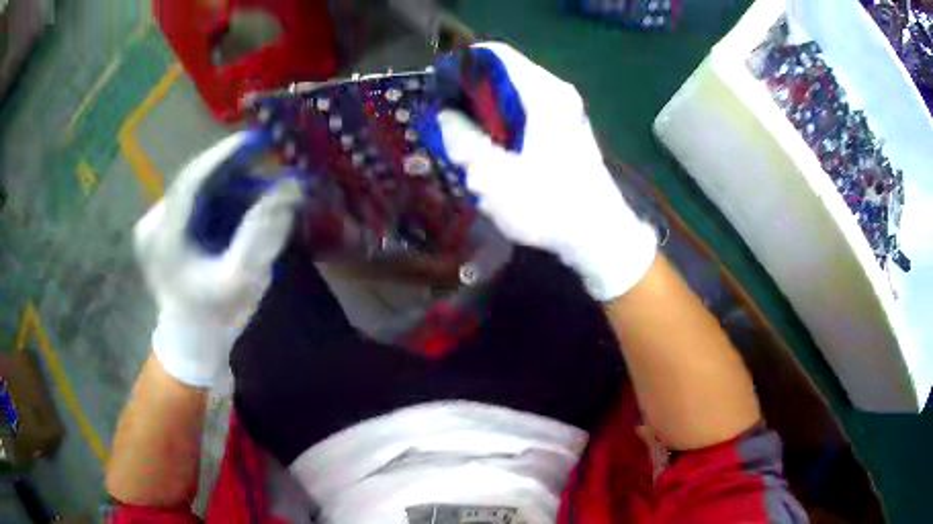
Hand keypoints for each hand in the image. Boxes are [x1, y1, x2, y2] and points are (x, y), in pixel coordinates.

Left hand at [134, 132, 301, 387]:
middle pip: (194, 180)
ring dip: (228, 183)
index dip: (224, 156)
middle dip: (232, 170)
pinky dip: (218, 197)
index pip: (192, 180)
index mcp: (164, 238)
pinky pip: (193, 200)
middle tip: (266, 162)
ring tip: (259, 187)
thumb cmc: (215, 316)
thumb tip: (288, 188)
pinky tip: (239, 202)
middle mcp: (152, 223)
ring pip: (195, 188)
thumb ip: (262, 232)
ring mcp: (154, 224)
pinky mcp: (161, 228)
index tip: (257, 139)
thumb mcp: (241, 278)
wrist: (191, 342)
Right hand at [436, 43, 656, 300]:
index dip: (460, 65)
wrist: (599, 236)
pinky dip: (503, 122)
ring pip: (513, 94)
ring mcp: (565, 111)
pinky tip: (491, 150)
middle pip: (503, 73)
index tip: (437, 89)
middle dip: (469, 92)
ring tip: (462, 137)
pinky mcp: (566, 130)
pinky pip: (525, 112)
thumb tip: (445, 115)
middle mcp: (556, 93)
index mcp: (542, 93)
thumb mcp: (493, 176)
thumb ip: (462, 139)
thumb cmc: (549, 205)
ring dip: (485, 111)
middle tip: (444, 119)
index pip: (494, 54)